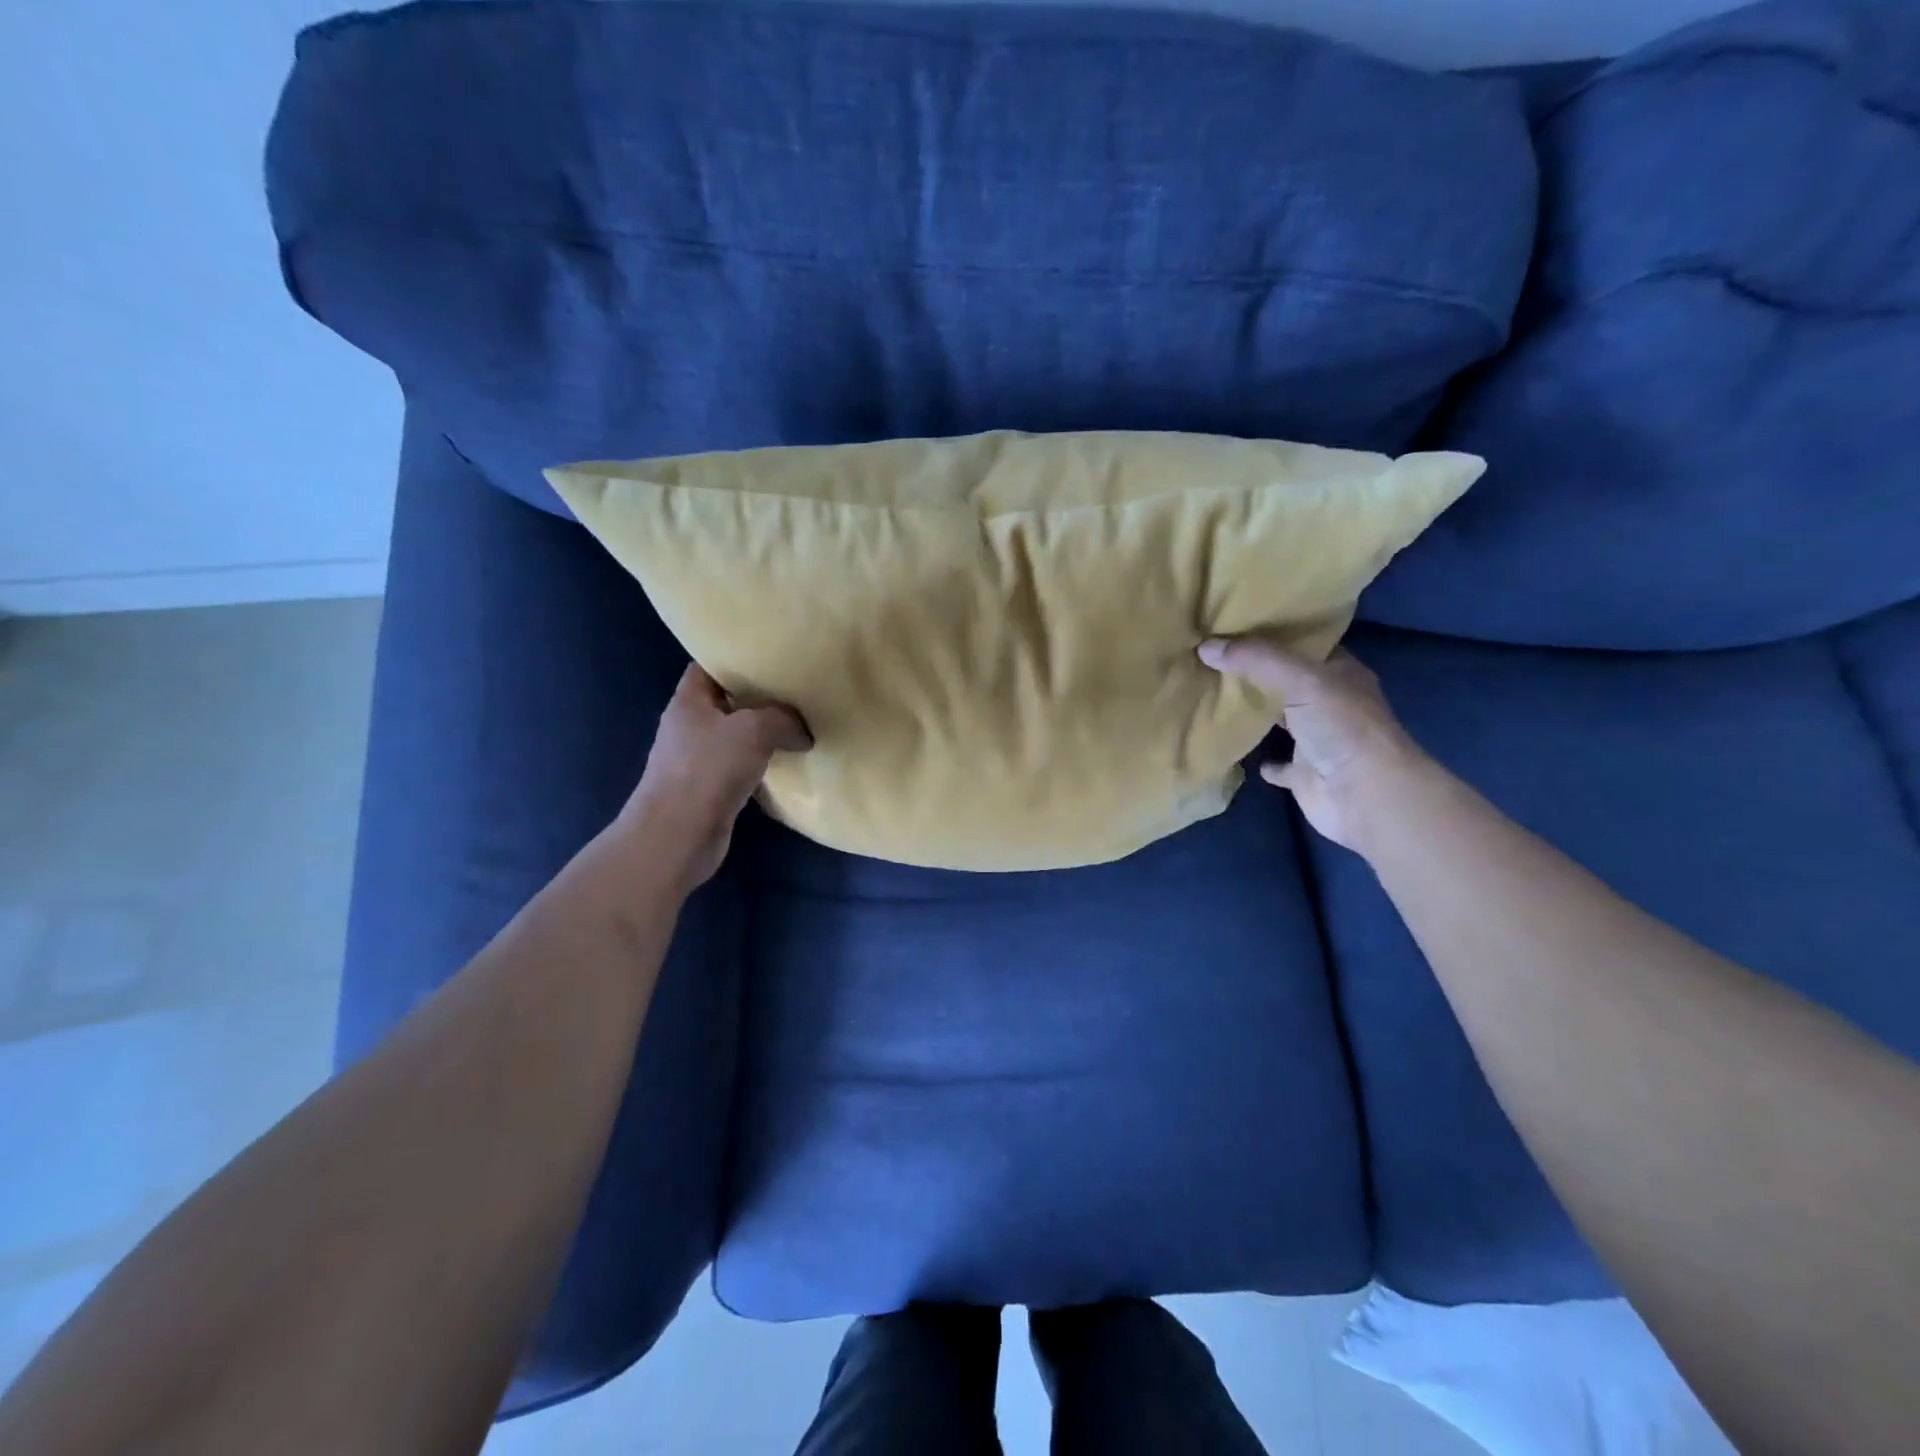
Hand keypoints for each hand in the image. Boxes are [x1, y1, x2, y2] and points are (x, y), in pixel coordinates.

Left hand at [615, 664, 811, 888]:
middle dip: (758, 696)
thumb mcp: (755, 729)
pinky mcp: (709, 789)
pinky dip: (761, 763)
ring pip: (736, 735)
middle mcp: (689, 726)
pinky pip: (740, 766)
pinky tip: (787, 762)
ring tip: (799, 723)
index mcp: (688, 701)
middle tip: (795, 689)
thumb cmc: (708, 769)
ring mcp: (697, 759)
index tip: (770, 654)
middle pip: (726, 701)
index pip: (709, 665)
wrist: (678, 835)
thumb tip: (803, 730)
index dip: (736, 657)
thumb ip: (784, 719)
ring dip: (762, 732)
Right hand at [1198, 638, 1428, 852]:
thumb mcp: (1300, 679)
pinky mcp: (1304, 774)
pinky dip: (1262, 760)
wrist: (1364, 795)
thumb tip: (1205, 646)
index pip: (1306, 643)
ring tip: (1214, 694)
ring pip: (1280, 720)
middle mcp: (1330, 703)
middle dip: (1257, 671)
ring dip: (1255, 712)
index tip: (1236, 623)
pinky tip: (1236, 748)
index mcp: (1340, 673)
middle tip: (1214, 655)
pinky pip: (1277, 765)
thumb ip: (1255, 659)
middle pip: (1288, 681)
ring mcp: (1317, 740)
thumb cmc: (1342, 727)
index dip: (1275, 632)